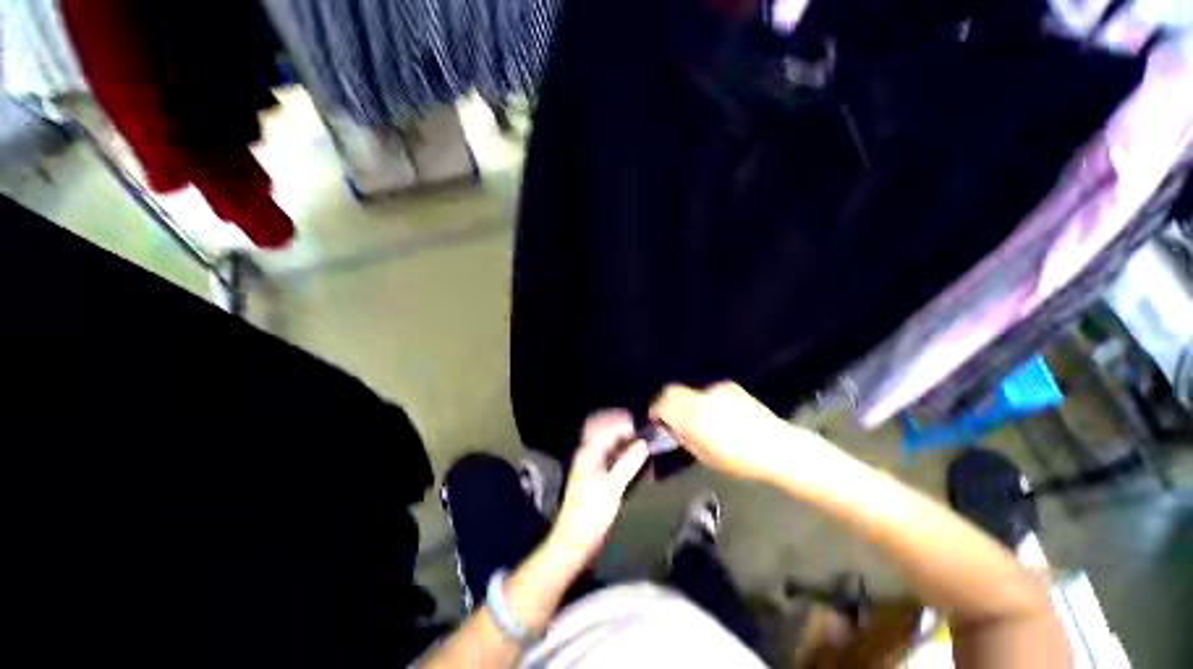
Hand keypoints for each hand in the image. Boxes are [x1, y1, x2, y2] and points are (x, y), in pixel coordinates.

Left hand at [548, 410, 648, 564]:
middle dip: (617, 422)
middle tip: (636, 426)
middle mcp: (585, 452)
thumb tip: (643, 444)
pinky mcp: (590, 470)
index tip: (641, 428)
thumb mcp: (612, 490)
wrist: (572, 540)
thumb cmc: (591, 516)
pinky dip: (615, 444)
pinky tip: (627, 450)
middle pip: (599, 426)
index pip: (605, 428)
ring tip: (634, 435)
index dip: (623, 424)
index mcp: (588, 453)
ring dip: (616, 432)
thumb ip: (628, 464)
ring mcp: (586, 460)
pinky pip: (603, 448)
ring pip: (601, 436)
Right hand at [650, 382, 798, 482]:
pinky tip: (718, 413)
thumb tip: (673, 428)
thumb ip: (684, 438)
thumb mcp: (705, 456)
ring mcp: (715, 390)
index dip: (655, 410)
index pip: (663, 403)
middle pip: (671, 390)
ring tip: (697, 417)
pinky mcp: (728, 386)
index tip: (655, 419)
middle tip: (669, 416)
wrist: (778, 447)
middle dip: (665, 401)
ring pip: (689, 390)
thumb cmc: (740, 460)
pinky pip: (707, 391)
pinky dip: (704, 399)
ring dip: (686, 401)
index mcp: (694, 418)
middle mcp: (701, 398)